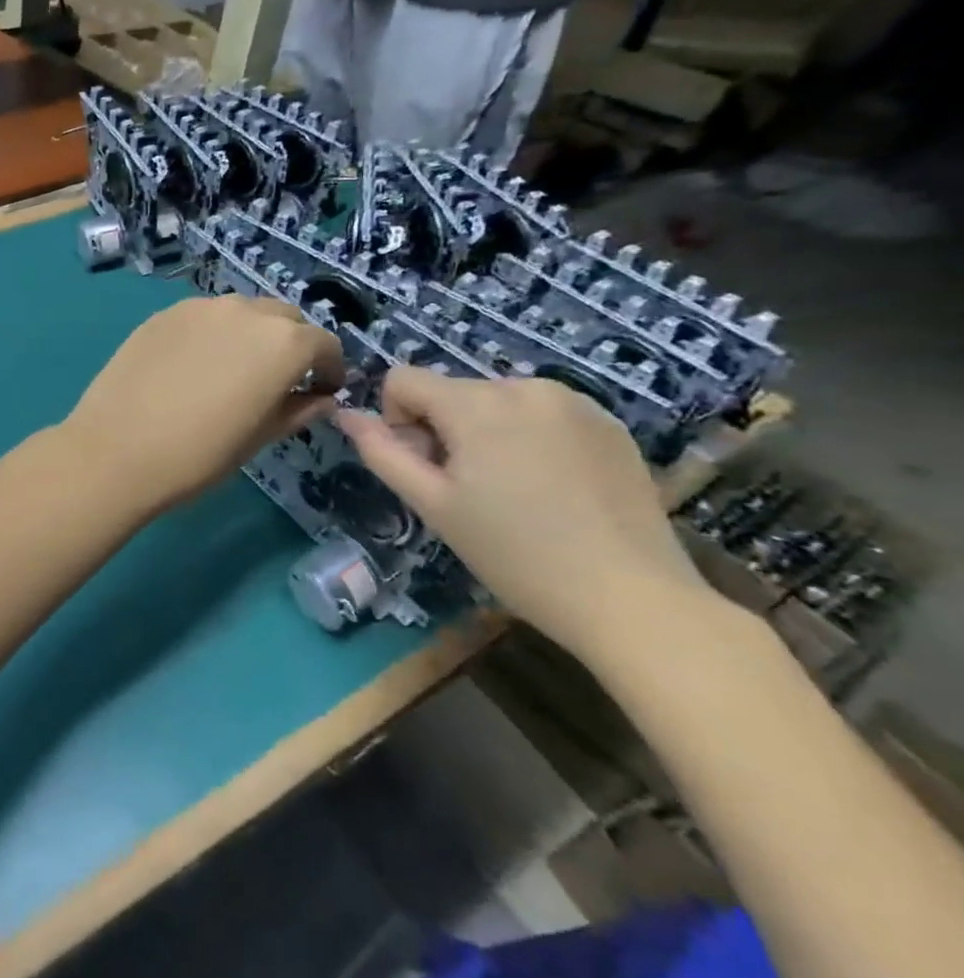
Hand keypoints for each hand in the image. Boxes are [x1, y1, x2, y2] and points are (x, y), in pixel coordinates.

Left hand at [63, 294, 343, 515]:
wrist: (116, 450)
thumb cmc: (198, 455)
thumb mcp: (259, 438)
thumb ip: (297, 410)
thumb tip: (319, 398)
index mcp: (283, 343)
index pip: (323, 344)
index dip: (327, 368)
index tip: (321, 390)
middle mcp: (246, 311)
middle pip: (283, 319)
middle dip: (290, 345)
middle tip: (277, 380)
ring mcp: (200, 308)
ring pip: (242, 312)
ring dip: (250, 334)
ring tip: (233, 369)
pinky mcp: (163, 314)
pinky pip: (203, 317)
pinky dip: (212, 333)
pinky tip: (193, 365)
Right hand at [336, 368, 712, 663]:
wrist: (632, 598)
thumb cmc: (515, 555)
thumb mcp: (433, 506)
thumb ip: (382, 452)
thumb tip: (345, 414)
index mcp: (477, 404)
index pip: (403, 379)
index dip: (398, 421)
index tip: (426, 469)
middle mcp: (525, 386)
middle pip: (452, 392)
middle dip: (444, 430)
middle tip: (469, 492)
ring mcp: (575, 402)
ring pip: (497, 402)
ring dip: (487, 434)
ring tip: (514, 492)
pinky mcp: (610, 423)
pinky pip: (542, 414)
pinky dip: (530, 439)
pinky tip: (553, 489)